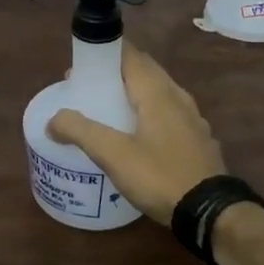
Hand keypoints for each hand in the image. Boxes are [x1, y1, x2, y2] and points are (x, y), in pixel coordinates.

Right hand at [47, 43, 224, 223]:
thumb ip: (80, 132)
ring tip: (110, 110)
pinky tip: (138, 136)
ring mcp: (193, 120)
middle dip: (116, 73)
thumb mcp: (113, 155)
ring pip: (159, 94)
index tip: (81, 63)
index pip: (131, 55)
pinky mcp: (199, 141)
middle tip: (89, 88)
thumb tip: (53, 119)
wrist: (210, 213)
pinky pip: (170, 115)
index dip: (105, 52)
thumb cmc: (160, 176)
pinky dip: (149, 115)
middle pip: (145, 72)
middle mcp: (178, 98)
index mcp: (158, 92)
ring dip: (134, 94)